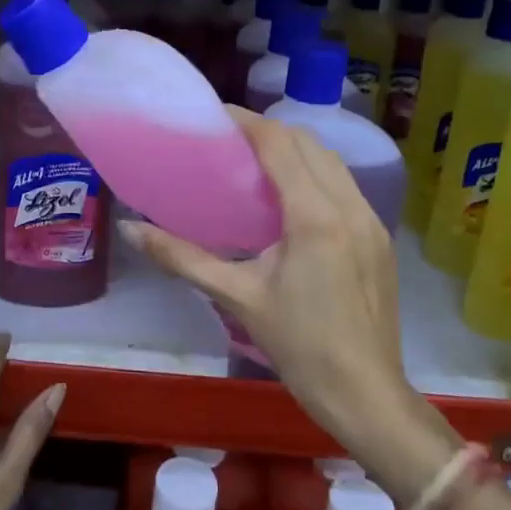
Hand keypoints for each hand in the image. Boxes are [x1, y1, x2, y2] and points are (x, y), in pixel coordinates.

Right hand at [121, 109, 458, 494]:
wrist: (367, 395)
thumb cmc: (299, 346)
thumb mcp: (237, 297)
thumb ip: (182, 258)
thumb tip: (130, 229)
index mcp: (314, 217)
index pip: (280, 145)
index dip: (247, 122)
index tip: (215, 114)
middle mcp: (349, 206)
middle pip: (309, 144)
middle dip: (269, 131)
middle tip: (229, 139)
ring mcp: (371, 220)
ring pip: (332, 162)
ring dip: (296, 150)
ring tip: (256, 161)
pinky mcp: (380, 237)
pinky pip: (345, 186)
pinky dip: (316, 174)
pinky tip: (291, 197)